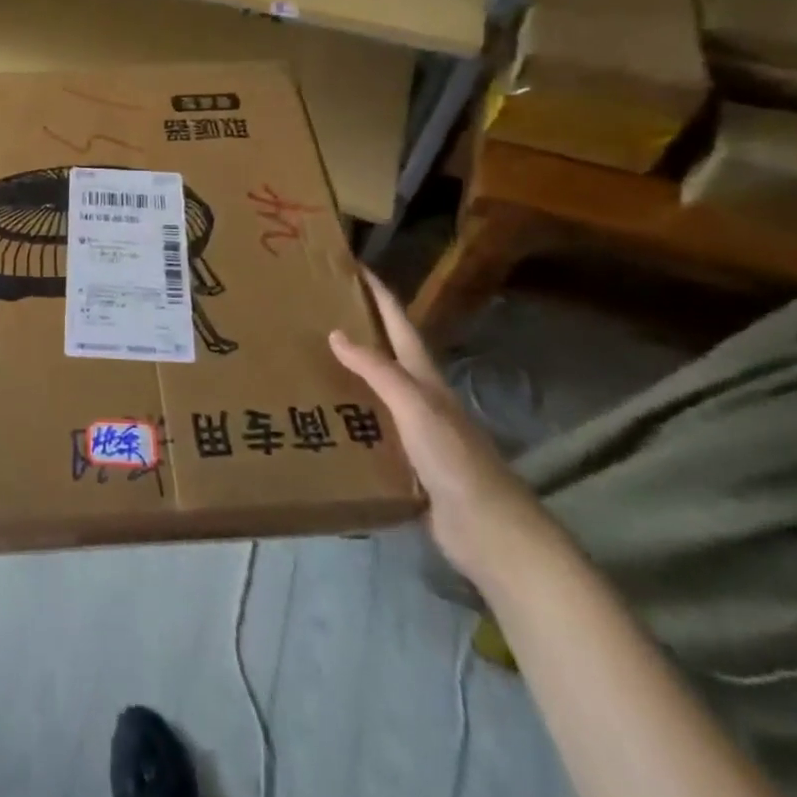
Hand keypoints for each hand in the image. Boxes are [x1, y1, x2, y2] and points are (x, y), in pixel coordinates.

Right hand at [329, 275, 550, 588]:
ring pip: (375, 391)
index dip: (379, 294)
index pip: (399, 324)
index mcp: (424, 378)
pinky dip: (347, 416)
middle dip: (358, 329)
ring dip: (348, 374)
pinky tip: (322, 418)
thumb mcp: (415, 406)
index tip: (354, 266)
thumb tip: (336, 333)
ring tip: (307, 360)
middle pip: (386, 353)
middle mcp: (419, 398)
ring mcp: (414, 431)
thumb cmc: (454, 458)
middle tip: (316, 312)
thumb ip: (378, 370)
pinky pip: (370, 428)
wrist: (489, 530)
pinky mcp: (406, 462)